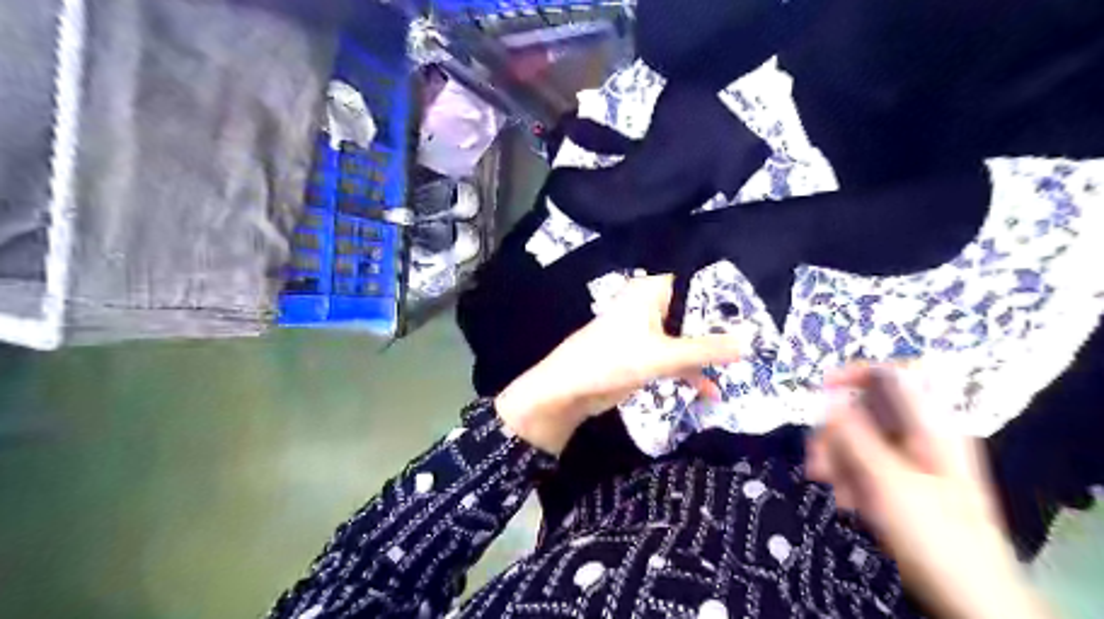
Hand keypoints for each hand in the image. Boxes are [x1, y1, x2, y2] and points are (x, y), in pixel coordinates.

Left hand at [496, 276, 745, 453]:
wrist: (570, 390)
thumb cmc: (612, 359)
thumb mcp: (662, 355)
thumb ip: (705, 349)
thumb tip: (750, 342)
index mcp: (651, 291)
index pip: (694, 280)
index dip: (724, 291)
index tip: (758, 301)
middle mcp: (650, 306)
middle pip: (693, 312)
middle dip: (721, 327)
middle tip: (761, 334)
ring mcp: (647, 332)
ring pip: (686, 337)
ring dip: (708, 352)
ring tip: (745, 362)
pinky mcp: (644, 356)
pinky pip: (675, 358)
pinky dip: (690, 372)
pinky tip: (712, 392)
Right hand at [809, 364, 1054, 617]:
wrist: (972, 598)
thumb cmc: (936, 535)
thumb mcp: (889, 482)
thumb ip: (855, 436)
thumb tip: (825, 400)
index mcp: (931, 426)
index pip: (895, 375)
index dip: (857, 373)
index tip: (821, 389)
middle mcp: (920, 436)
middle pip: (865, 410)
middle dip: (834, 432)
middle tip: (817, 461)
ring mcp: (909, 460)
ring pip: (858, 439)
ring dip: (836, 460)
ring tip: (831, 489)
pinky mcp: (900, 483)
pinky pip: (863, 464)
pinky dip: (849, 478)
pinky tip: (847, 502)